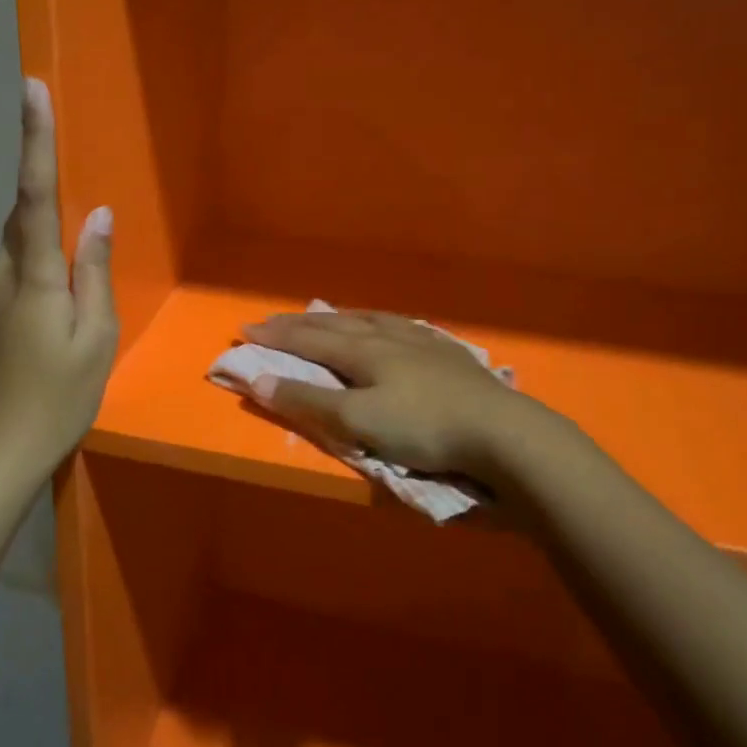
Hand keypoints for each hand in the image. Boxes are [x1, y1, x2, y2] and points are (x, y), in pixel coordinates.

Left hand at [0, 78, 117, 479]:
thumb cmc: (57, 397)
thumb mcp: (95, 337)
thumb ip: (94, 271)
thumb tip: (96, 215)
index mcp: (33, 274)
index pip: (35, 192)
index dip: (34, 138)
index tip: (31, 88)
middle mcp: (1, 272)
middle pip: (25, 215)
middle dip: (45, 190)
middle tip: (73, 206)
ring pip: (21, 245)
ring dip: (48, 240)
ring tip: (77, 281)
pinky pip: (17, 269)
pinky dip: (40, 266)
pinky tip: (61, 303)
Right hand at [240, 311, 520, 476]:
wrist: (500, 430)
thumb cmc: (424, 428)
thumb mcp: (359, 422)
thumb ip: (308, 403)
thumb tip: (258, 381)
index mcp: (363, 351)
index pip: (309, 339)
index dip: (276, 336)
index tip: (245, 329)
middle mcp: (387, 336)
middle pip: (334, 325)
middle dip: (298, 324)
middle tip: (270, 320)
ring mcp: (420, 341)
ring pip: (368, 320)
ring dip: (337, 318)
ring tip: (324, 316)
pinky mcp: (445, 353)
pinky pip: (398, 326)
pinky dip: (376, 323)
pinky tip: (387, 327)